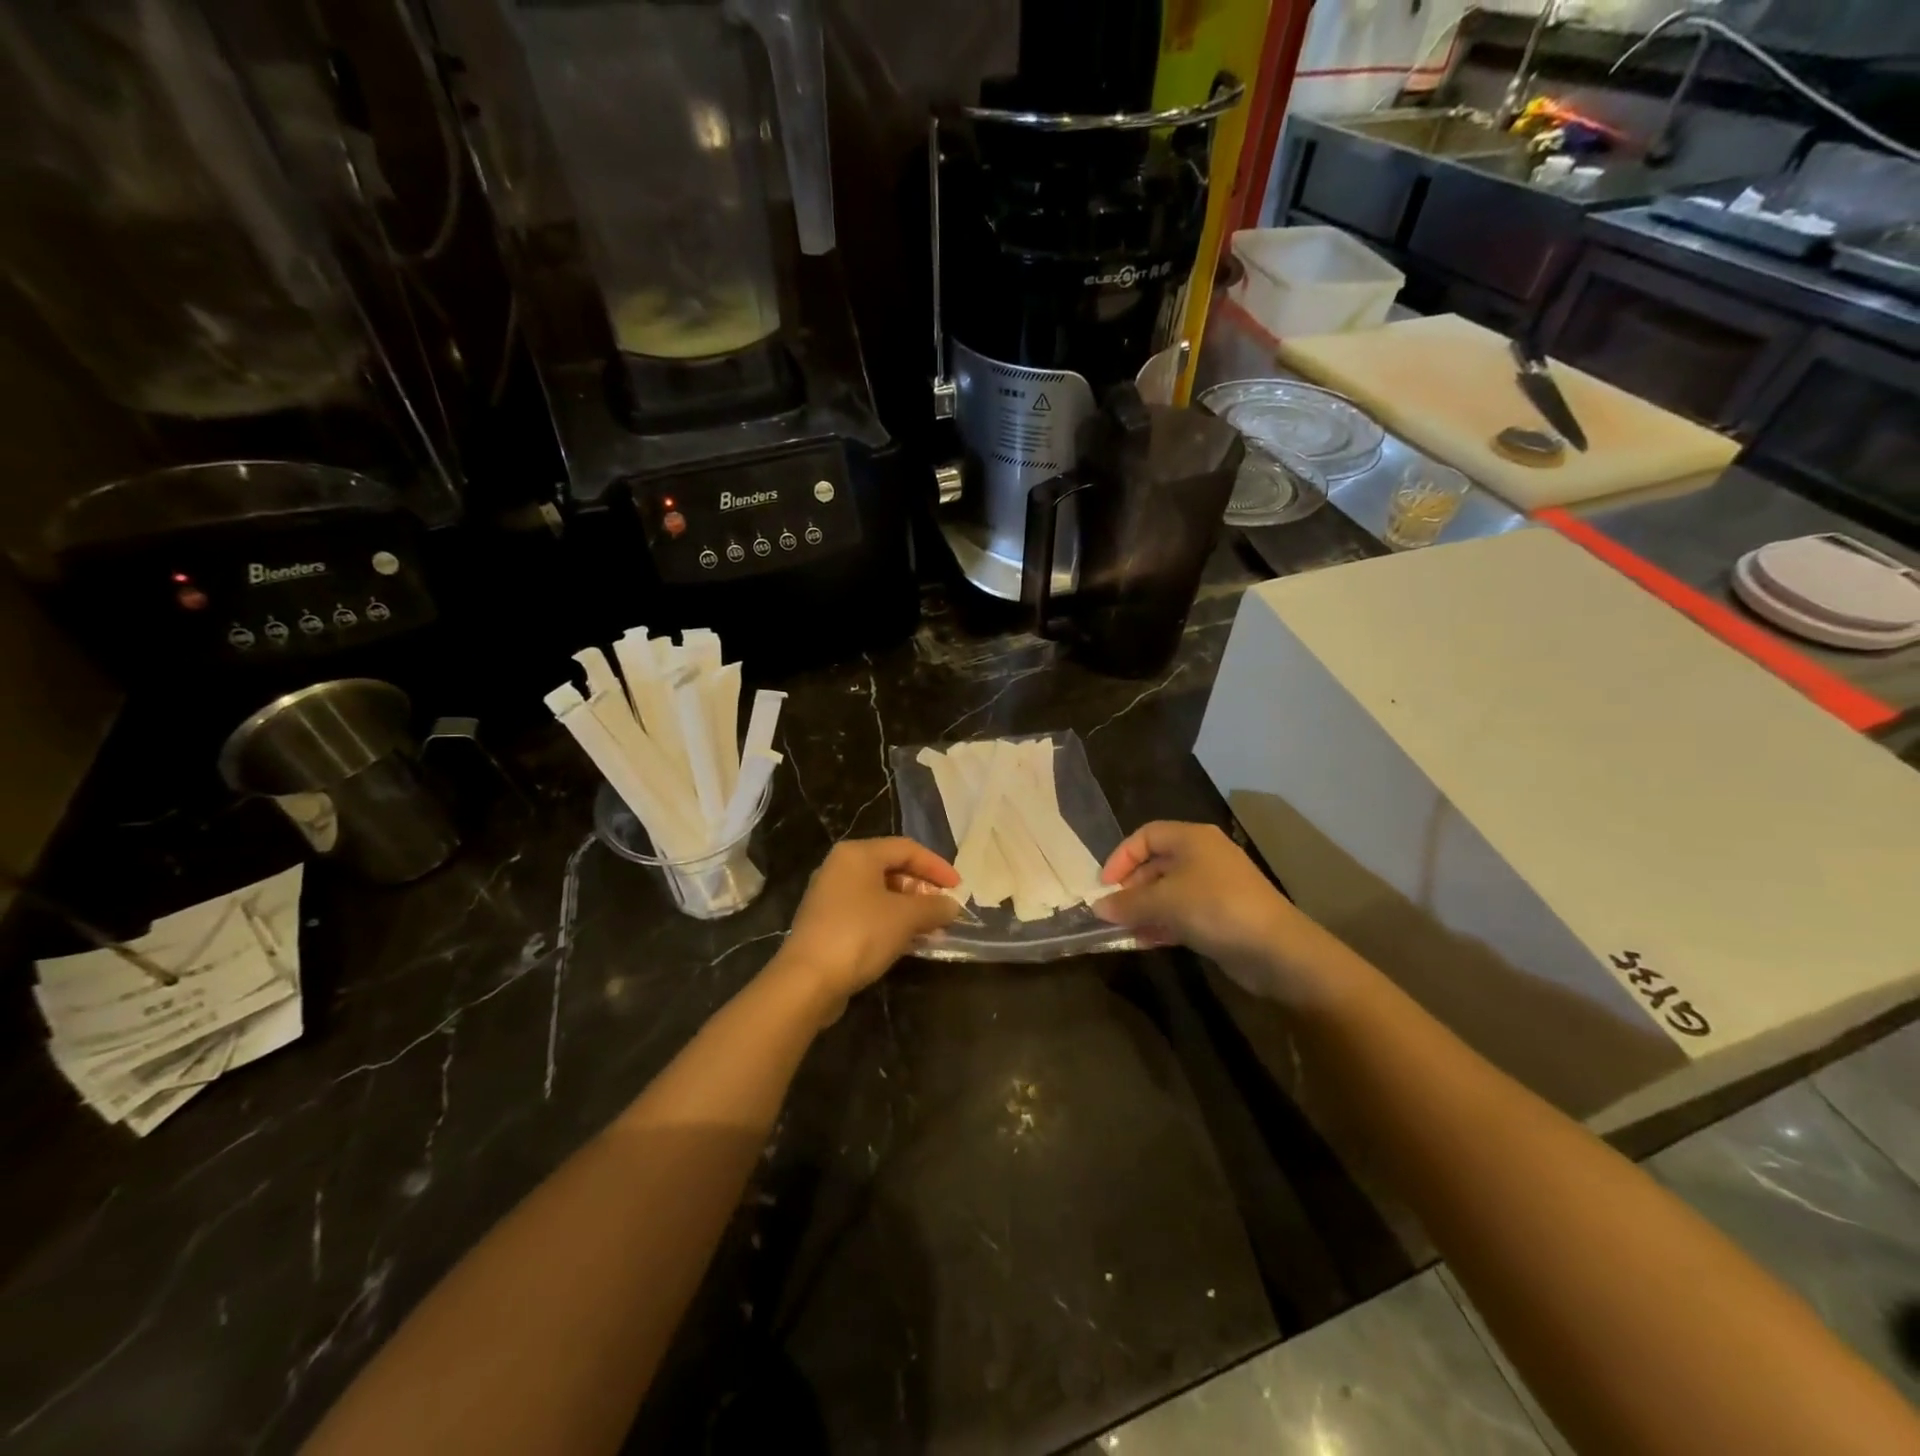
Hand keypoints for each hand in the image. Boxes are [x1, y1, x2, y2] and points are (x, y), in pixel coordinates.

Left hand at [772, 838, 961, 1012]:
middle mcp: (841, 867)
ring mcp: (830, 896)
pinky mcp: (827, 923)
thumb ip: (933, 907)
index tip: (959, 888)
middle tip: (946, 910)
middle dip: (923, 890)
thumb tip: (952, 906)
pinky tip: (910, 942)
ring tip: (934, 930)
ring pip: (880, 893)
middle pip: (892, 868)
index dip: (937, 866)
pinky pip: (868, 913)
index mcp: (857, 854)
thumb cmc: (860, 934)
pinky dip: (891, 922)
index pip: (907, 848)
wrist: (807, 980)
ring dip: (910, 909)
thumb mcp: (905, 917)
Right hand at [1093, 821, 1329, 1001]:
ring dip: (1144, 909)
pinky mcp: (1221, 915)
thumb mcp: (1164, 902)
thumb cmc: (1216, 908)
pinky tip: (1145, 941)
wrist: (1276, 949)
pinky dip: (1162, 923)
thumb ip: (1128, 903)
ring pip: (1168, 892)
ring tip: (1123, 930)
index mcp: (1192, 838)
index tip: (1105, 885)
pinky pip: (1182, 913)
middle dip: (1131, 888)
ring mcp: (1214, 886)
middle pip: (1156, 864)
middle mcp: (1203, 856)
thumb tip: (1098, 907)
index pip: (1146, 836)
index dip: (1121, 857)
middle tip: (1113, 911)